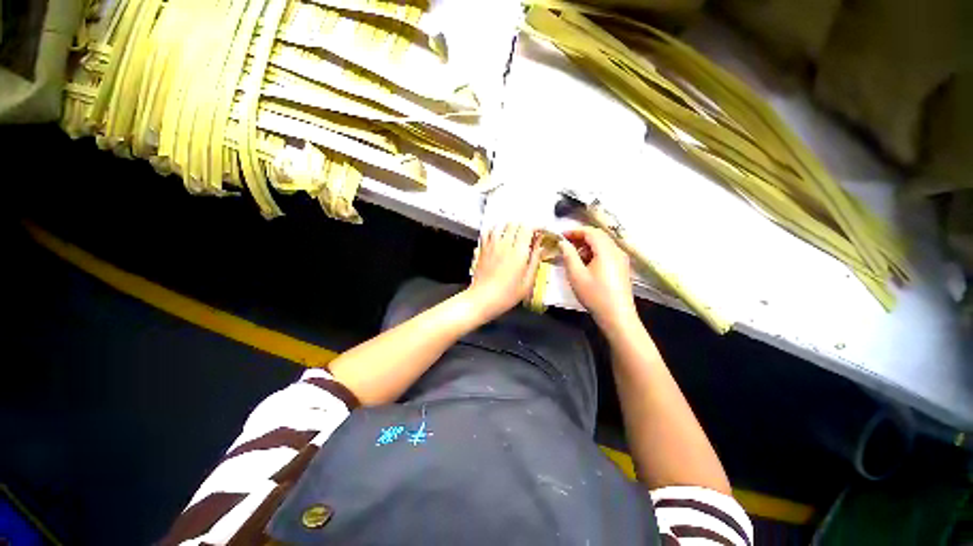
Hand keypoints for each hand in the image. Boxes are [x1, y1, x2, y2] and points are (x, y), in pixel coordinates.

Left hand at [467, 224, 542, 320]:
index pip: (528, 228)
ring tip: (514, 235)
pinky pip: (488, 231)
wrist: (482, 299)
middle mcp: (504, 245)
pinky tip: (499, 237)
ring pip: (501, 224)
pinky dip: (495, 230)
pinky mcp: (482, 249)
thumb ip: (535, 260)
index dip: (535, 227)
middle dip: (523, 226)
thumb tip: (539, 246)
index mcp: (518, 253)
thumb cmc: (506, 295)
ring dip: (509, 227)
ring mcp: (491, 246)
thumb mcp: (528, 281)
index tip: (539, 232)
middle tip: (528, 235)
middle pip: (514, 223)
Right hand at [559, 227, 637, 329]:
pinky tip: (586, 264)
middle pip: (598, 236)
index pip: (590, 232)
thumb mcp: (576, 275)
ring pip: (603, 244)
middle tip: (566, 244)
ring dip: (588, 245)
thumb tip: (563, 242)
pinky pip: (608, 253)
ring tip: (574, 256)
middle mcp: (617, 251)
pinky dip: (595, 253)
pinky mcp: (622, 268)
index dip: (575, 231)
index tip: (561, 236)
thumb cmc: (594, 295)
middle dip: (581, 237)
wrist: (617, 316)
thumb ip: (568, 255)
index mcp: (606, 250)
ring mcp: (622, 259)